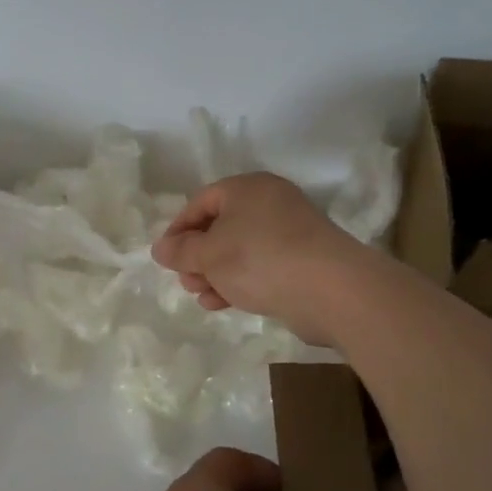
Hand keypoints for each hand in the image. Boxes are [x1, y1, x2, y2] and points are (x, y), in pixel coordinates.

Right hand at [150, 172, 369, 344]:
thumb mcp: (209, 254)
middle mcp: (270, 202)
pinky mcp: (303, 261)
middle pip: (221, 226)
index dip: (178, 229)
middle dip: (197, 256)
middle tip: (185, 280)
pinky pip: (261, 266)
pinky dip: (239, 281)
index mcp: (247, 188)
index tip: (165, 257)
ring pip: (240, 249)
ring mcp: (290, 232)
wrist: (331, 290)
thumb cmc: (259, 259)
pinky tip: (223, 303)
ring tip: (201, 296)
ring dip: (215, 272)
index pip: (200, 202)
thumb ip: (181, 251)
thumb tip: (160, 248)